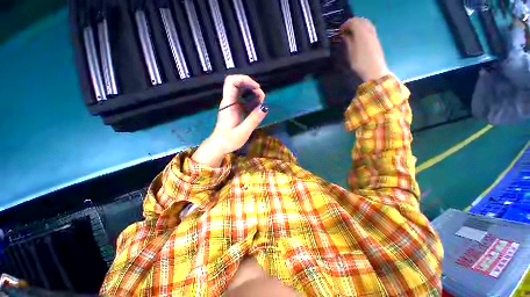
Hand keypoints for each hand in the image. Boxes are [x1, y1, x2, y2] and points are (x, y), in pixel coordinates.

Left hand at [192, 75, 267, 166]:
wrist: (218, 146)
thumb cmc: (229, 140)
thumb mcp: (243, 132)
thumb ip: (253, 119)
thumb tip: (265, 107)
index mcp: (228, 104)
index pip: (231, 81)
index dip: (244, 79)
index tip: (257, 88)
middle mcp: (229, 102)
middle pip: (237, 83)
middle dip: (251, 86)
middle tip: (261, 97)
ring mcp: (231, 105)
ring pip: (241, 91)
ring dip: (252, 93)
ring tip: (261, 102)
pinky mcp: (235, 110)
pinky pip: (243, 100)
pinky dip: (251, 100)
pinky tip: (257, 107)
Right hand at [341, 18, 389, 81]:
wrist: (374, 70)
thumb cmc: (360, 63)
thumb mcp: (350, 54)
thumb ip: (348, 42)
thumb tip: (345, 35)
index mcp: (361, 32)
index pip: (353, 22)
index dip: (345, 25)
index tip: (340, 31)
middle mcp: (369, 30)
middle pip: (361, 20)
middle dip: (352, 23)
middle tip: (345, 30)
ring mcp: (374, 34)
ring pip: (366, 23)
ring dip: (358, 25)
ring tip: (351, 33)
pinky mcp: (376, 39)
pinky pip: (369, 28)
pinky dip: (363, 28)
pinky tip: (358, 36)